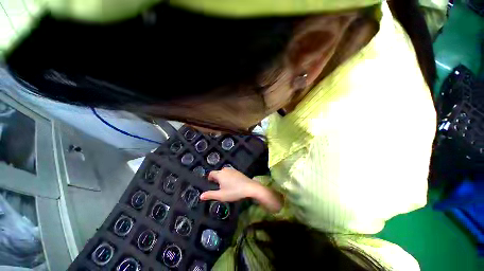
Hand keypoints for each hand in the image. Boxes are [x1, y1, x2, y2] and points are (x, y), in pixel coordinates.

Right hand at [200, 168, 282, 212]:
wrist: (250, 187)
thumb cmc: (234, 192)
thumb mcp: (221, 195)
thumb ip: (210, 195)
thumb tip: (200, 196)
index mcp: (220, 174)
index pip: (211, 174)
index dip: (209, 178)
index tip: (210, 184)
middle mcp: (225, 170)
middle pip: (218, 173)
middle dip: (216, 178)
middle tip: (217, 187)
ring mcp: (232, 170)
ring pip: (224, 173)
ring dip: (222, 178)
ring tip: (224, 186)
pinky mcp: (238, 172)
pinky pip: (230, 173)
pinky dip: (228, 177)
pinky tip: (232, 184)